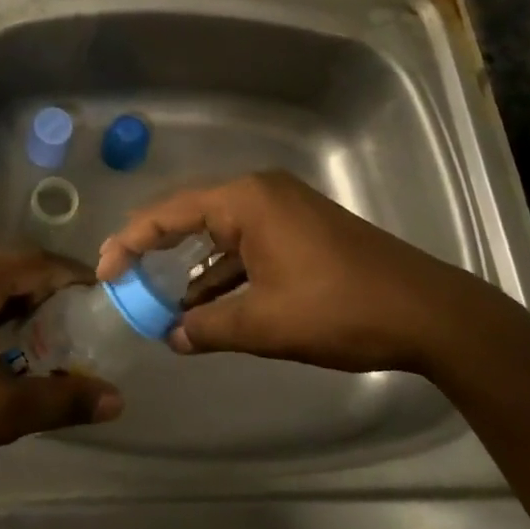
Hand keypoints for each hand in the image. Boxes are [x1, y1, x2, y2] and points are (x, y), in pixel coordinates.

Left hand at [0, 250, 123, 505]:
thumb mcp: (2, 413)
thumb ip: (63, 399)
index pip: (37, 262)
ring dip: (10, 305)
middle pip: (8, 268)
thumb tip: (116, 399)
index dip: (72, 276)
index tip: (100, 295)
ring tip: (34, 341)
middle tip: (72, 324)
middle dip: (43, 293)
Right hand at [97, 170, 492, 373]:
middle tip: (123, 277)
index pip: (170, 213)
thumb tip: (171, 336)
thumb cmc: (337, 308)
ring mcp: (284, 208)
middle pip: (192, 215)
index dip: (130, 241)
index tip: (104, 272)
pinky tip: (211, 303)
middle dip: (157, 249)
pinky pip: (248, 243)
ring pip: (222, 232)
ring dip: (195, 268)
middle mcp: (261, 192)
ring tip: (164, 304)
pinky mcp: (302, 228)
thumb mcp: (264, 323)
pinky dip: (227, 270)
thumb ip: (208, 328)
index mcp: (246, 200)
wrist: (425, 311)